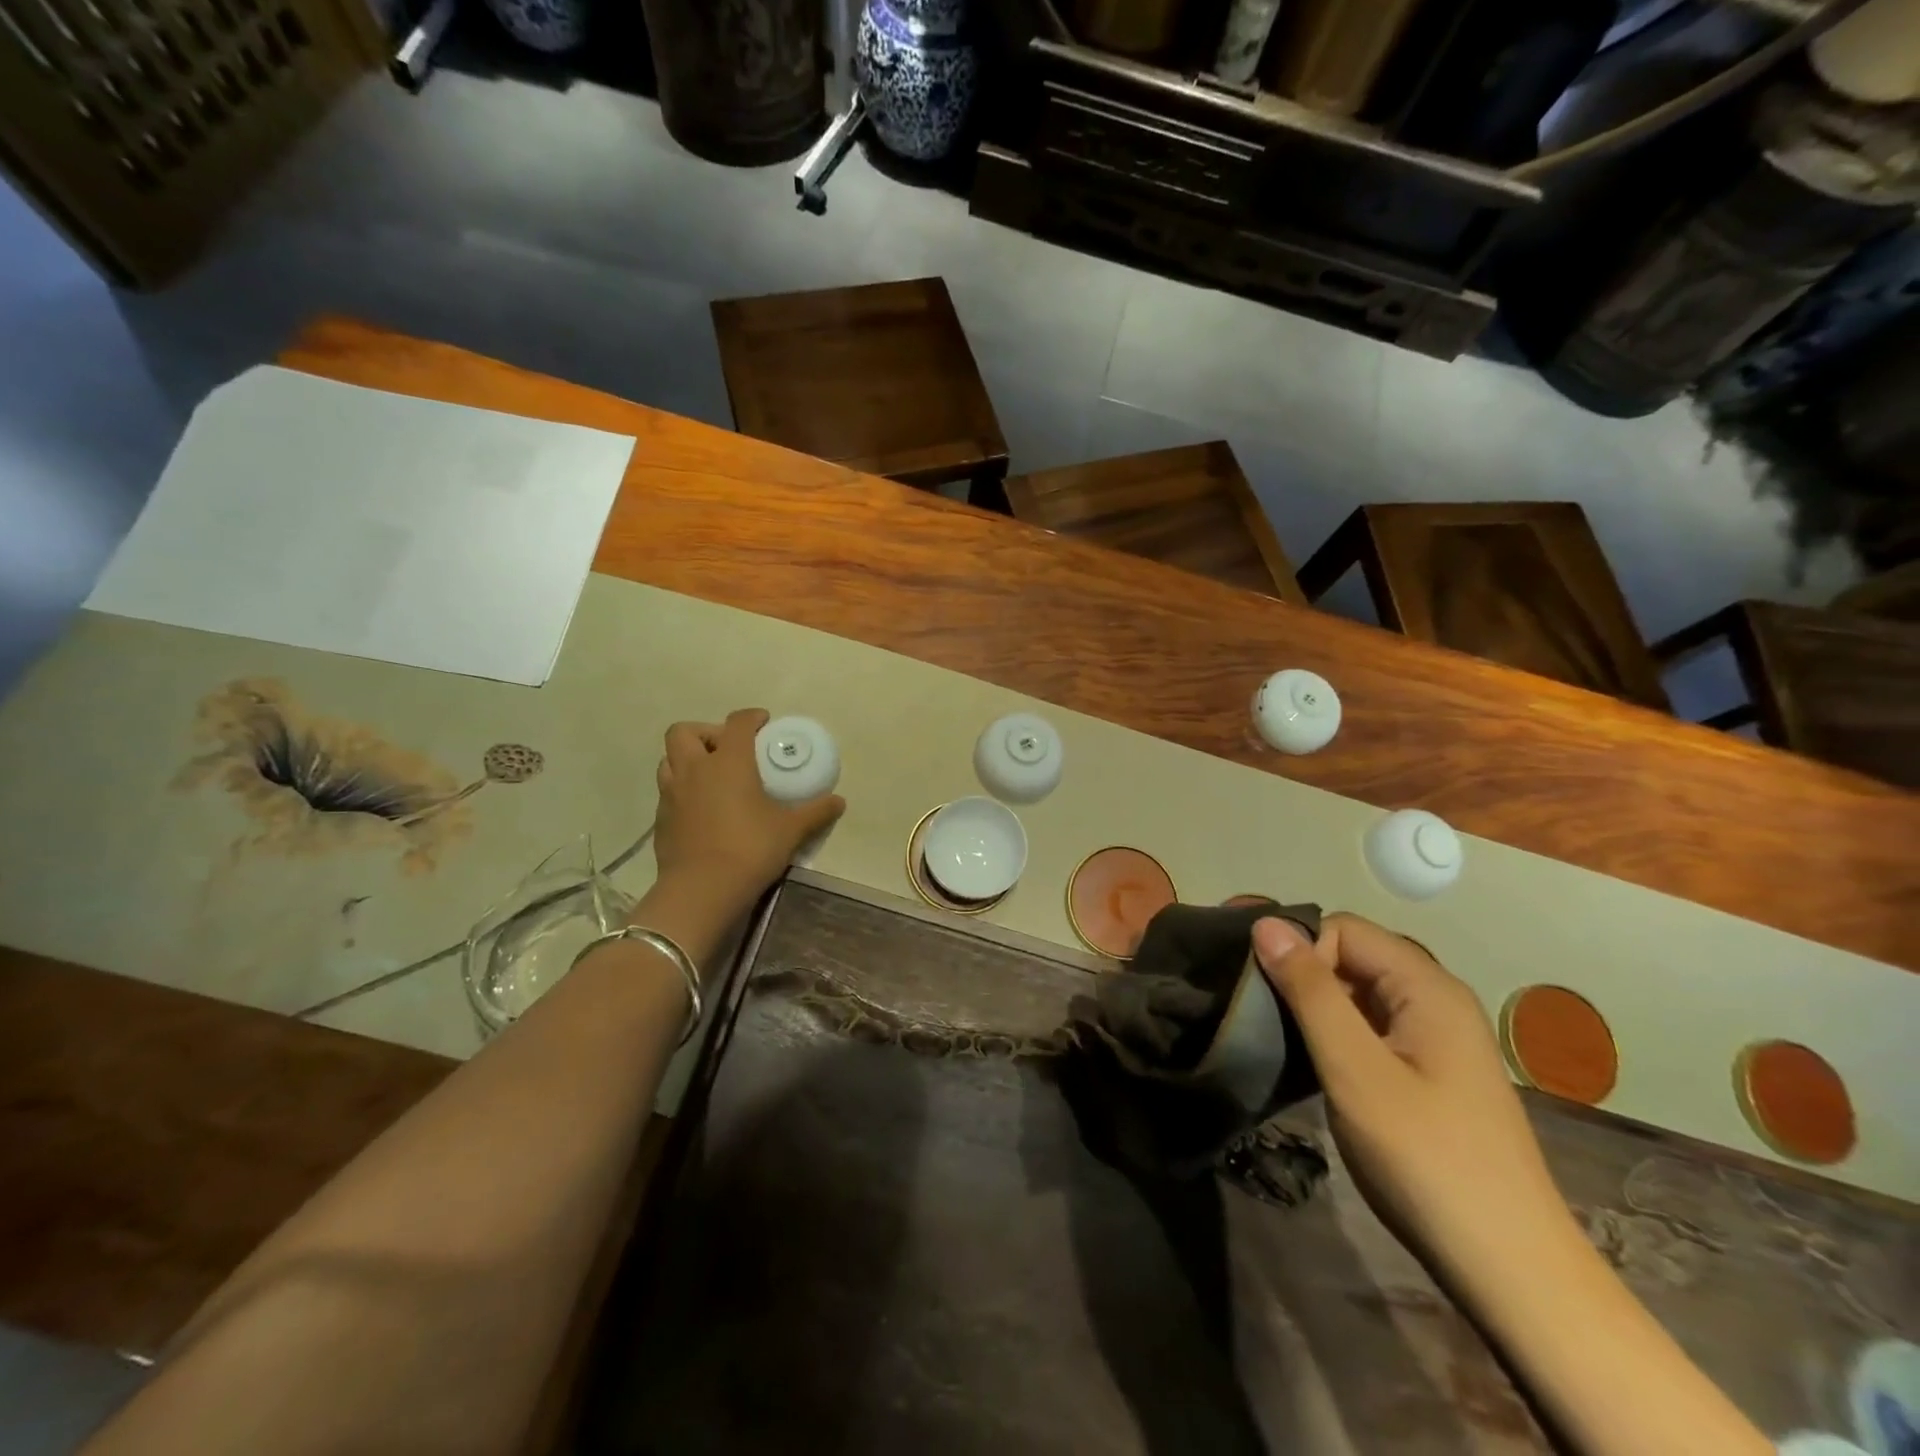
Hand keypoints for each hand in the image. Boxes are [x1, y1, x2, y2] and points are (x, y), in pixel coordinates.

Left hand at [652, 709, 844, 909]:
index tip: (763, 722)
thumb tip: (839, 801)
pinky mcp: (661, 819)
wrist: (701, 890)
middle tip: (727, 750)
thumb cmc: (749, 849)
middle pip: (685, 731)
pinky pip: (668, 791)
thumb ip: (815, 812)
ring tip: (710, 777)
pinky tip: (701, 809)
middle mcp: (695, 769)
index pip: (737, 723)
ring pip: (669, 760)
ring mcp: (672, 794)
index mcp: (728, 762)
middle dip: (706, 732)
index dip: (751, 717)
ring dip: (688, 759)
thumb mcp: (791, 831)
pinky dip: (682, 790)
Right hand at [1253, 914, 1570, 1278]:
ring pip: (1357, 991)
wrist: (1509, 1270)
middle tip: (1254, 1008)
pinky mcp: (1428, 1070)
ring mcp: (1435, 1037)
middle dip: (1300, 971)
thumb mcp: (1355, 1069)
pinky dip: (1334, 1032)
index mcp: (1427, 987)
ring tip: (1272, 1032)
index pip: (1343, 929)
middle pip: (1351, 955)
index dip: (1298, 949)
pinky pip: (1370, 1025)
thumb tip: (1266, 923)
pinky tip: (1309, 1060)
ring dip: (1313, 1004)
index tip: (1257, 987)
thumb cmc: (1426, 1160)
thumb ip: (1310, 991)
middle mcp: (1436, 999)